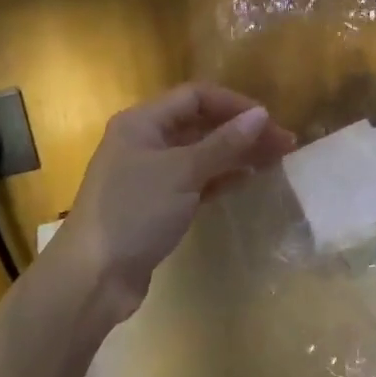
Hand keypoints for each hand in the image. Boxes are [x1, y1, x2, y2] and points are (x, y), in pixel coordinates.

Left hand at [56, 83, 293, 301]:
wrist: (92, 279)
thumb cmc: (134, 212)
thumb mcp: (183, 172)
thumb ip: (224, 143)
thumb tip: (262, 114)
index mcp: (142, 122)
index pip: (197, 97)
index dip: (235, 104)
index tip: (269, 121)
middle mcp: (145, 141)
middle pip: (200, 124)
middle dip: (241, 130)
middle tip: (283, 144)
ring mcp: (150, 174)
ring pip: (201, 153)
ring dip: (236, 153)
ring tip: (274, 160)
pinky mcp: (157, 203)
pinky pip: (196, 179)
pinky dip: (221, 176)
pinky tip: (247, 179)